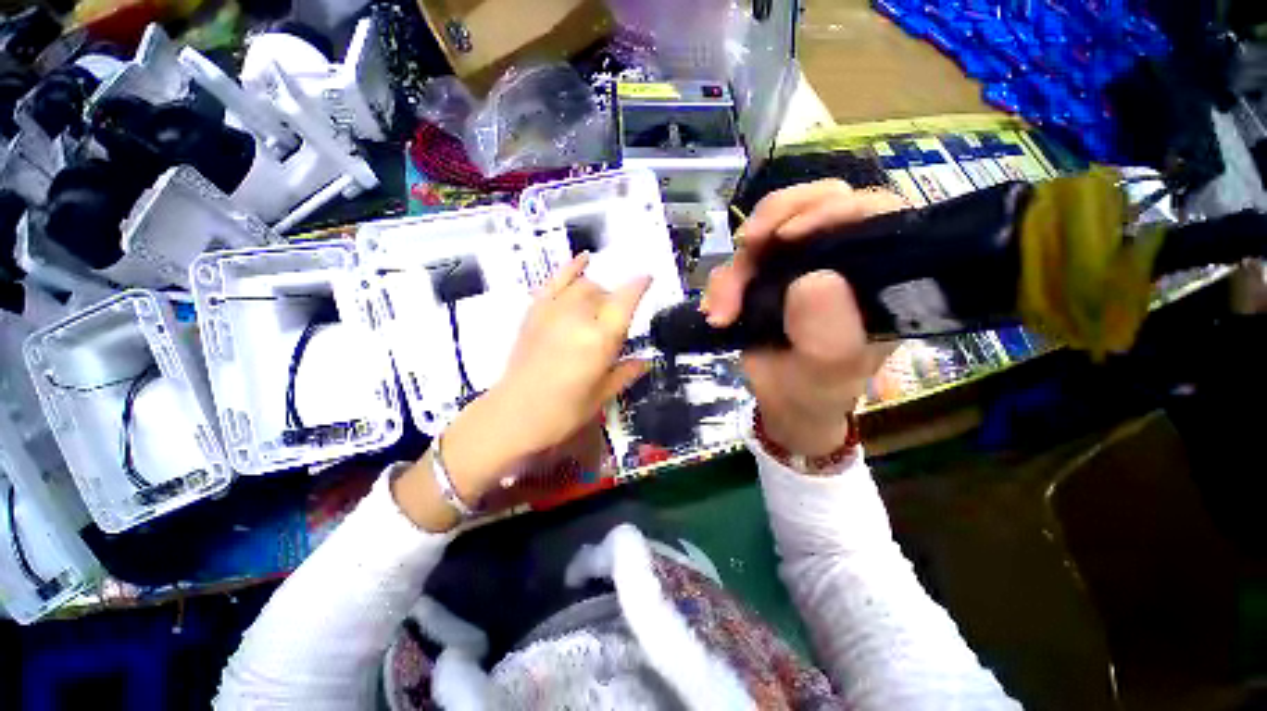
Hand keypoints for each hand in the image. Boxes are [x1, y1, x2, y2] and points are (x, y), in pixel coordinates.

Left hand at [492, 252, 650, 453]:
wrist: (513, 414)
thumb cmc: (563, 412)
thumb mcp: (602, 396)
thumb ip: (625, 373)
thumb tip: (646, 361)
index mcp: (600, 339)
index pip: (625, 300)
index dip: (639, 286)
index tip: (649, 279)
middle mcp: (579, 317)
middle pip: (605, 294)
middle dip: (616, 303)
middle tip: (615, 326)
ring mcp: (554, 310)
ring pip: (584, 286)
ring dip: (598, 292)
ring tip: (599, 308)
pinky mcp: (535, 311)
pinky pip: (555, 281)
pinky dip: (571, 268)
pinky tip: (583, 259)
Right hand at [704, 180, 906, 456]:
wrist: (784, 405)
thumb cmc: (818, 390)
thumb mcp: (829, 372)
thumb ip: (829, 334)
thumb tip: (812, 280)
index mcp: (877, 273)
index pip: (873, 213)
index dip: (834, 208)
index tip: (791, 234)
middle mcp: (841, 258)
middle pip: (814, 202)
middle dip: (774, 218)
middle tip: (747, 244)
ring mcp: (800, 264)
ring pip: (767, 230)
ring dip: (737, 267)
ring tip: (722, 310)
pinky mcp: (766, 275)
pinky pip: (738, 261)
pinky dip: (721, 283)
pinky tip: (715, 313)